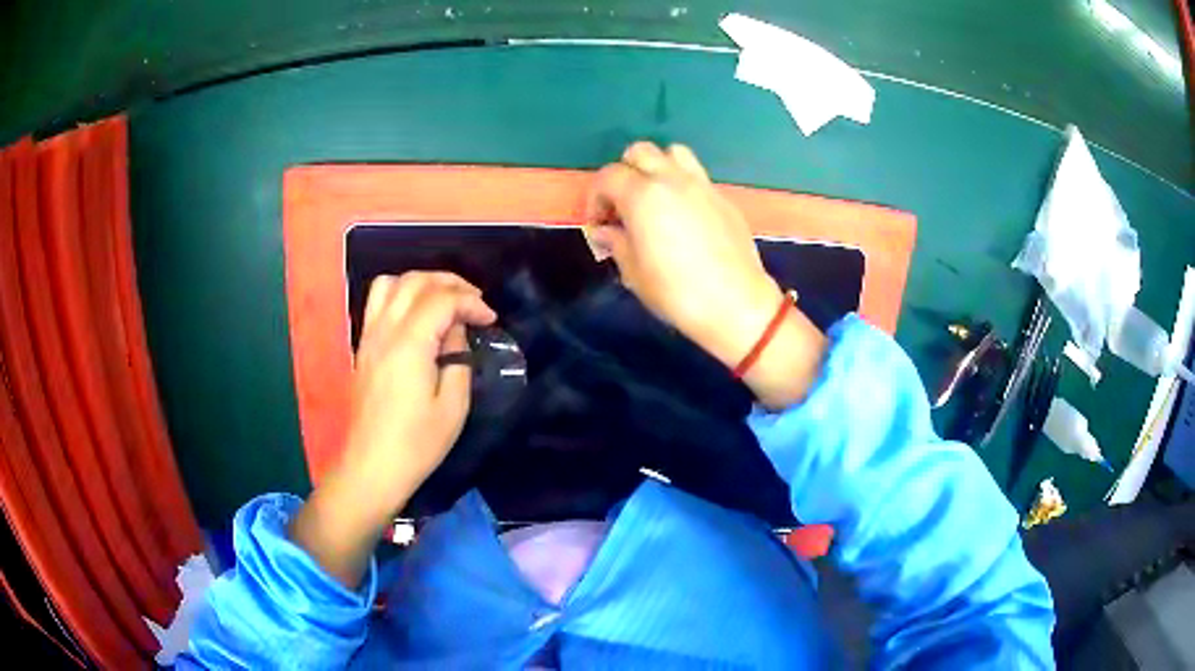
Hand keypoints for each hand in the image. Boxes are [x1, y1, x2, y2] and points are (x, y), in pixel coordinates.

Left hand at [345, 272, 495, 496]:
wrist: (372, 467)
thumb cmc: (417, 444)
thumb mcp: (453, 407)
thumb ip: (458, 359)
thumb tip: (456, 332)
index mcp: (409, 344)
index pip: (441, 299)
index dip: (470, 302)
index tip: (490, 319)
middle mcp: (384, 330)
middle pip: (414, 281)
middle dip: (448, 282)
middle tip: (473, 300)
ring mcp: (368, 337)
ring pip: (390, 283)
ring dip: (420, 283)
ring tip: (443, 300)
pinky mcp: (362, 348)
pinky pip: (378, 303)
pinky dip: (401, 295)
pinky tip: (418, 317)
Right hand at [586, 142, 826, 407]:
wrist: (736, 304)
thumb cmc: (677, 293)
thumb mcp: (634, 273)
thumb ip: (616, 243)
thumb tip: (605, 231)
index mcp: (643, 196)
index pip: (608, 176)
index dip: (596, 197)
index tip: (599, 224)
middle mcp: (672, 180)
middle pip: (640, 151)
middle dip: (624, 173)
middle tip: (624, 206)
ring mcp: (701, 185)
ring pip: (673, 153)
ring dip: (657, 167)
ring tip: (655, 199)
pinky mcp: (723, 197)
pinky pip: (696, 175)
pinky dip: (681, 184)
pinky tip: (683, 216)